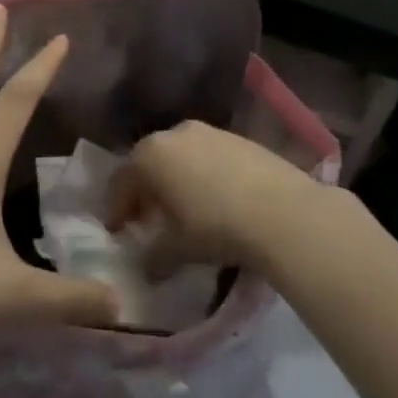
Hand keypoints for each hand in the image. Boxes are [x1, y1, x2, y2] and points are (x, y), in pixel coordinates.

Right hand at [108, 121, 323, 276]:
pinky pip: (207, 156)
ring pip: (180, 157)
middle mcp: (174, 133)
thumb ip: (154, 256)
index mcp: (150, 155)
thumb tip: (147, 266)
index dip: (116, 208)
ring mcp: (209, 132)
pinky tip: (214, 201)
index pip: (121, 181)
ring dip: (174, 182)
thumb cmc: (215, 226)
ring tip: (183, 212)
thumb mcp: (177, 249)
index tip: (117, 231)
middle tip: (147, 221)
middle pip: (149, 163)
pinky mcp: (239, 138)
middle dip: (144, 192)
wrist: (282, 211)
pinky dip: (201, 175)